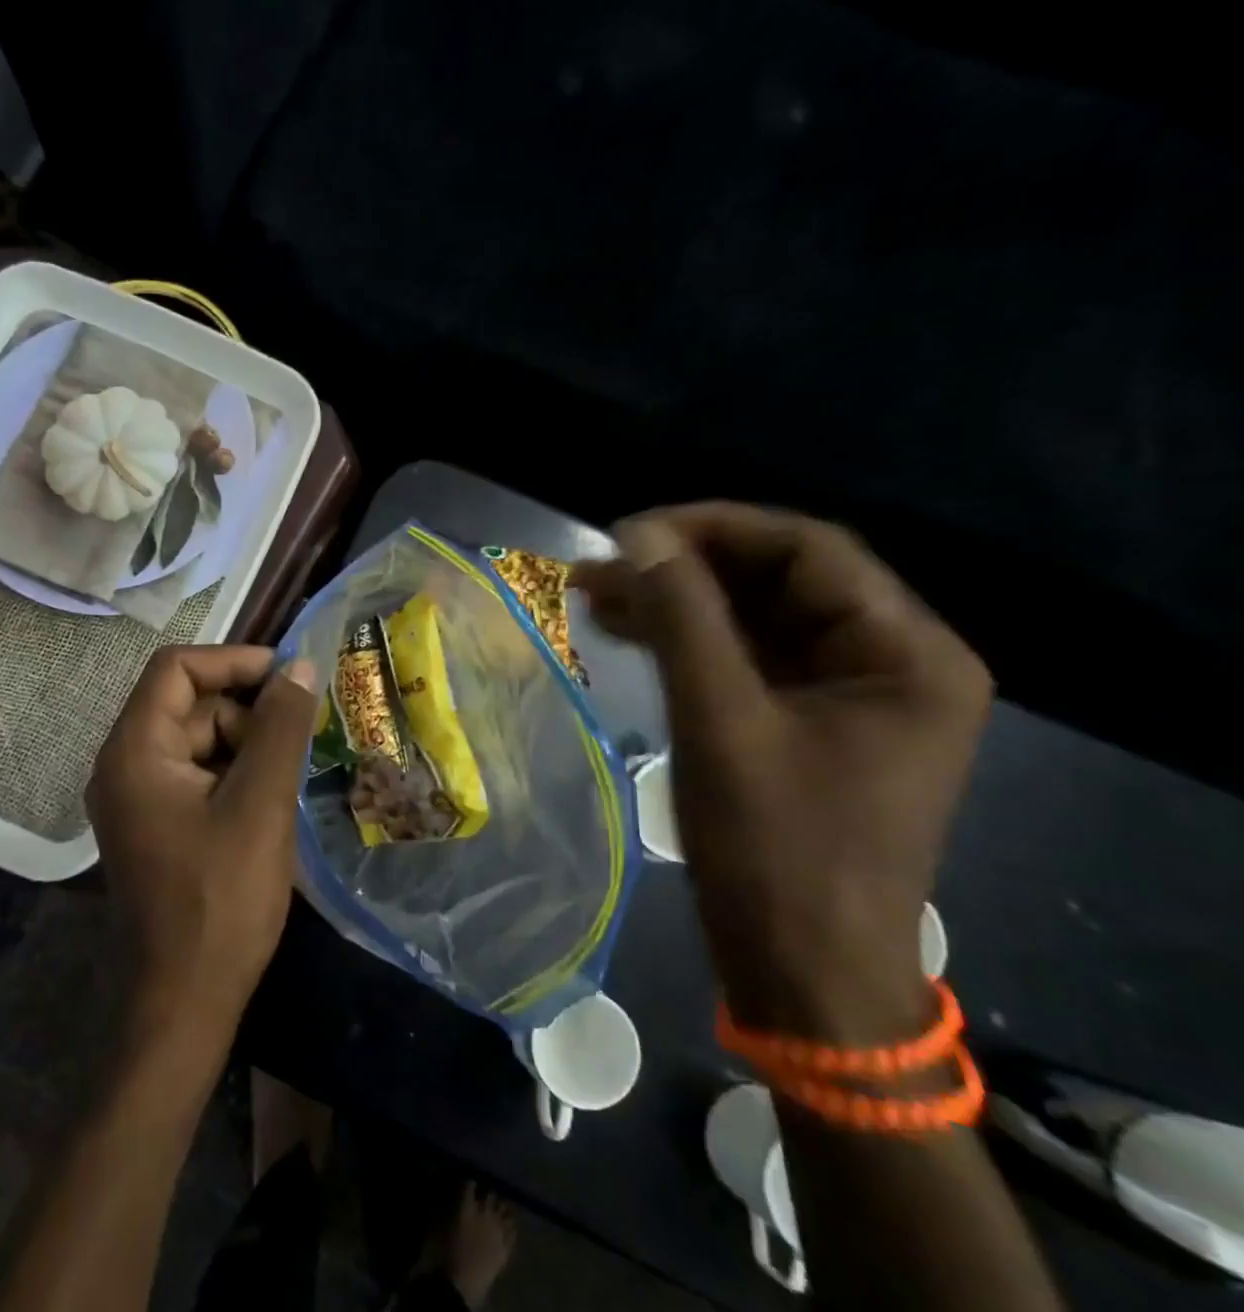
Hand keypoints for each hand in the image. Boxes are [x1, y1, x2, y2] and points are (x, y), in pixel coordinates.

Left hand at [86, 646, 319, 1043]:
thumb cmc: (220, 901)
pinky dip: (235, 776)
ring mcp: (138, 797)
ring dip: (247, 747)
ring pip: (200, 741)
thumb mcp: (260, 805)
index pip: (177, 669)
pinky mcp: (156, 824)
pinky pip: (198, 776)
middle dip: (247, 713)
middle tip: (300, 740)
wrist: (182, 1005)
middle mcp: (125, 764)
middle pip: (190, 705)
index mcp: (135, 750)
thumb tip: (300, 667)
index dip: (233, 661)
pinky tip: (269, 805)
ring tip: (288, 781)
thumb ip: (280, 728)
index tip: (287, 677)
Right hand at [573, 504, 991, 1039]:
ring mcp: (849, 695)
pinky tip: (628, 631)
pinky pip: (746, 659)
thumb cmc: (776, 850)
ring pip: (755, 618)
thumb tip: (637, 535)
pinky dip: (688, 641)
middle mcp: (891, 662)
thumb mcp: (722, 722)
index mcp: (906, 654)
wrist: (803, 974)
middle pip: (781, 581)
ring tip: (597, 592)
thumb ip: (683, 618)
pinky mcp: (808, 724)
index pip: (810, 551)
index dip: (715, 529)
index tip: (630, 533)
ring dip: (678, 602)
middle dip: (687, 568)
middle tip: (603, 565)